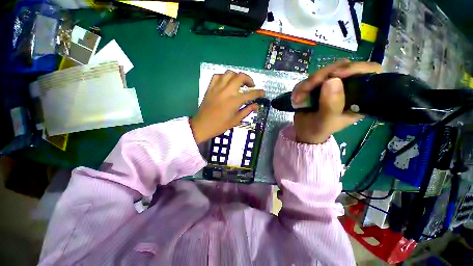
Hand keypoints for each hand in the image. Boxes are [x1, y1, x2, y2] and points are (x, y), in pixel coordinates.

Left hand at [190, 70, 264, 143]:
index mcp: (235, 101)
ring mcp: (217, 88)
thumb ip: (247, 111)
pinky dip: (224, 77)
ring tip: (239, 83)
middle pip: (240, 77)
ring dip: (237, 76)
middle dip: (249, 79)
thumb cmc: (220, 125)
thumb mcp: (236, 120)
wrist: (203, 125)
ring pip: (229, 73)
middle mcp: (227, 91)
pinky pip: (217, 76)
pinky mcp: (210, 88)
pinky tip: (226, 82)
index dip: (259, 92)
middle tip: (251, 86)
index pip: (251, 94)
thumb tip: (256, 105)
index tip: (263, 92)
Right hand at [292, 60, 380, 143]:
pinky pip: (310, 78)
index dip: (355, 68)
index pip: (369, 72)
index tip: (335, 75)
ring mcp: (333, 84)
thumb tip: (333, 80)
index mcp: (359, 97)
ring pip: (324, 71)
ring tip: (298, 98)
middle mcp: (349, 87)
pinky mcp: (319, 85)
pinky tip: (297, 97)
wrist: (304, 131)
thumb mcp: (325, 122)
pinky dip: (301, 86)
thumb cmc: (318, 129)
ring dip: (308, 83)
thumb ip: (330, 106)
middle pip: (342, 67)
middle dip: (321, 76)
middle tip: (307, 88)